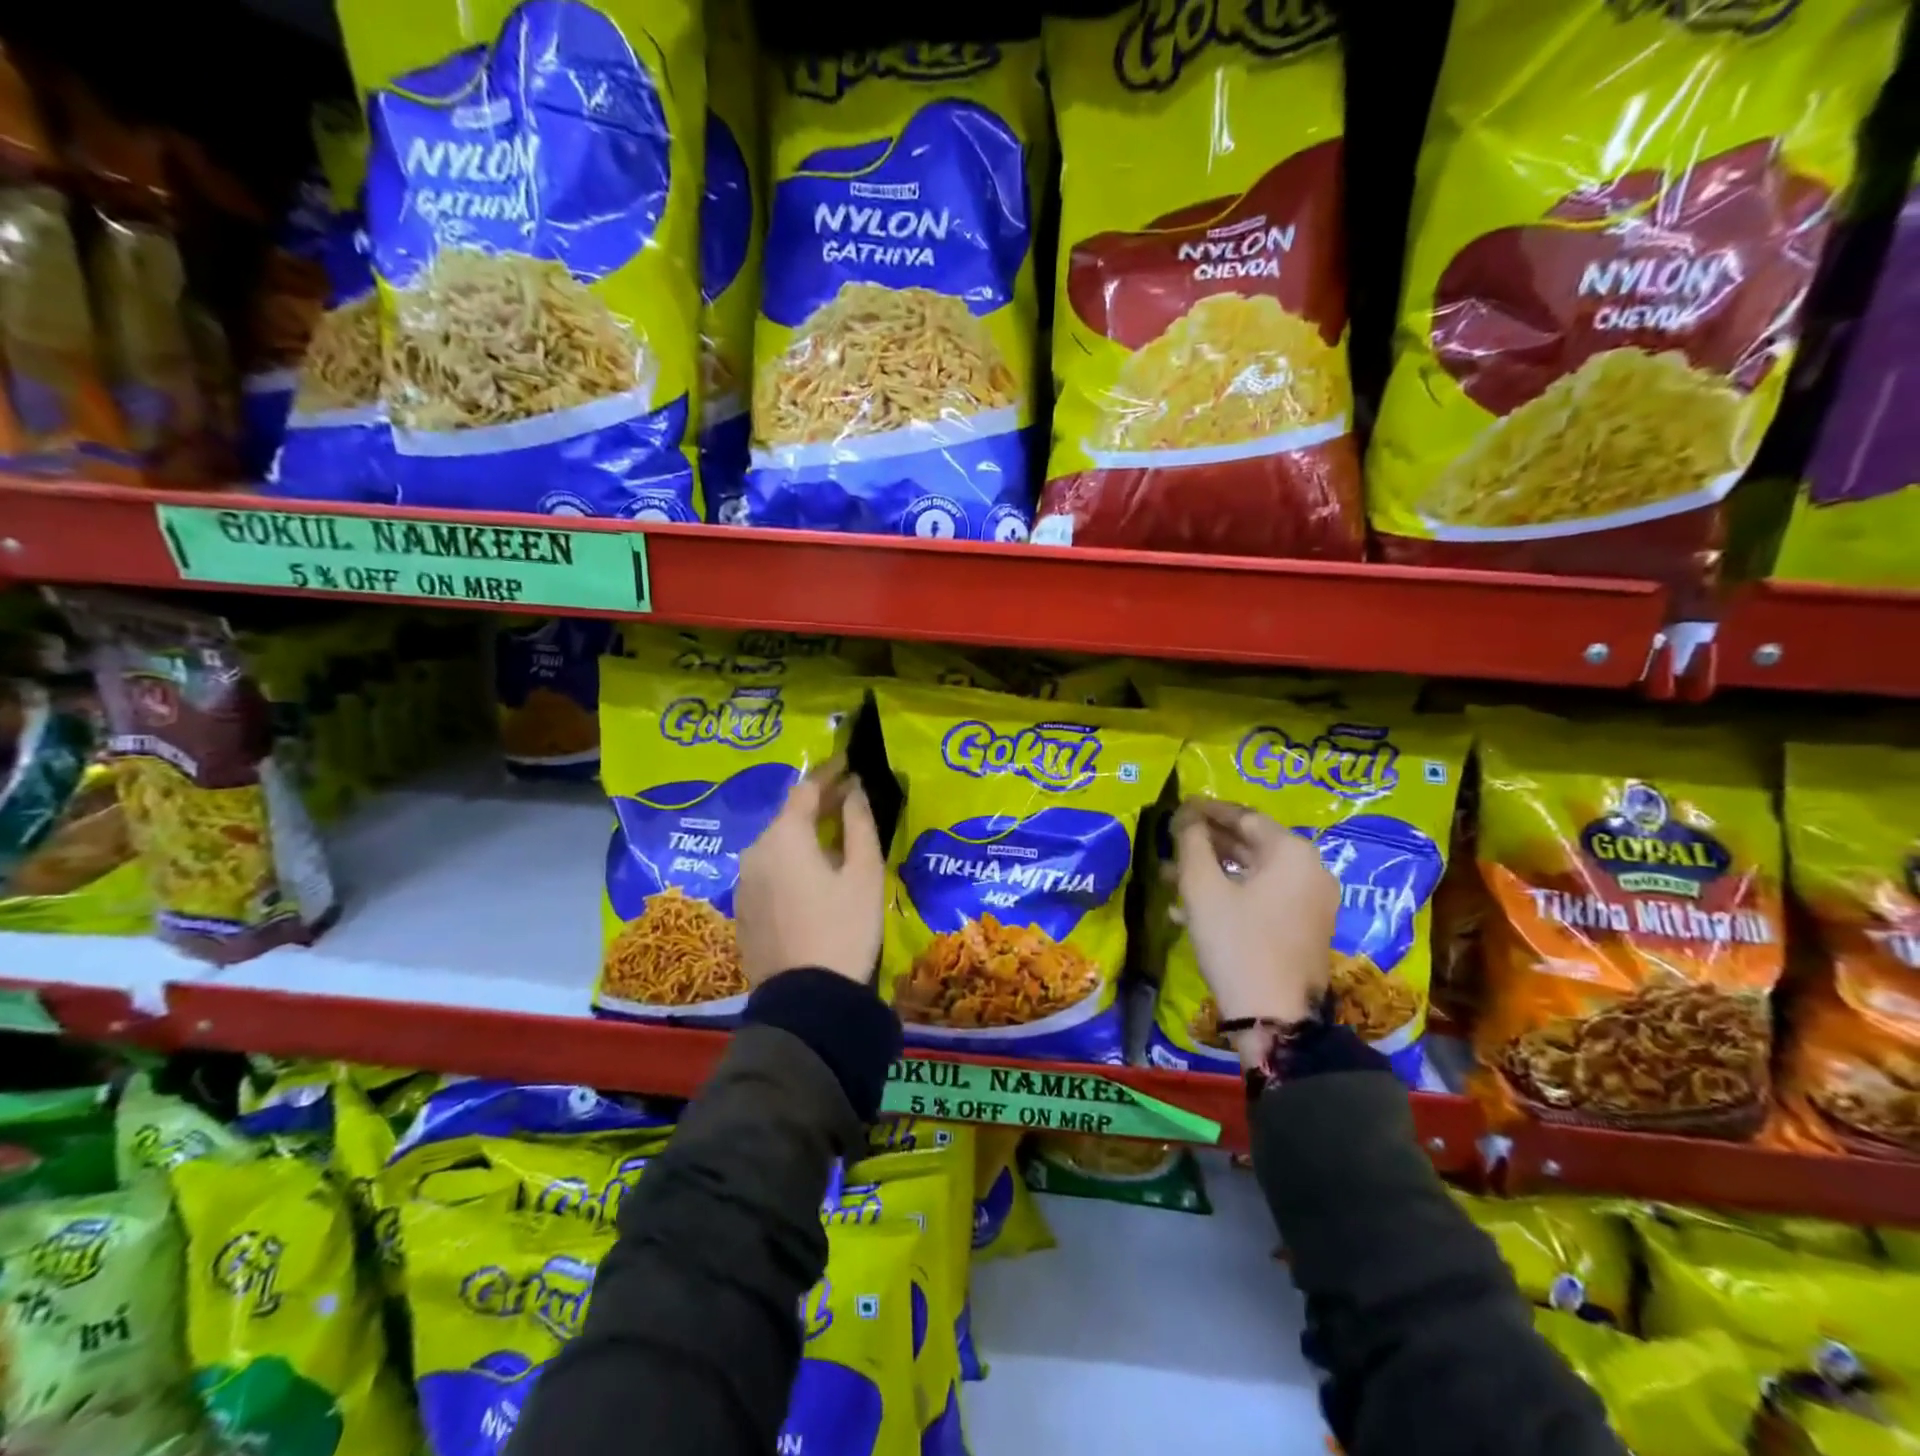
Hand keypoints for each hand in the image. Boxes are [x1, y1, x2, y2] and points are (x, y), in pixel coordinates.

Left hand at [736, 762, 883, 987]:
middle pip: (788, 817)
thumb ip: (859, 824)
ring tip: (834, 837)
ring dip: (804, 835)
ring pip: (777, 845)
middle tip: (849, 799)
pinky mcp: (743, 910)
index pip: (806, 790)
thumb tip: (855, 790)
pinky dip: (791, 862)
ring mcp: (744, 883)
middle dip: (819, 805)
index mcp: (783, 837)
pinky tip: (813, 874)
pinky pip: (769, 871)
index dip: (830, 774)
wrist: (807, 1001)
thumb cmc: (844, 928)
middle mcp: (755, 852)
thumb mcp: (864, 873)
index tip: (850, 764)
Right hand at [1170, 797, 1337, 1038]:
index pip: (1244, 816)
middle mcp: (1310, 871)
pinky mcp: (1303, 929)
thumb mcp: (1202, 889)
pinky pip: (1263, 897)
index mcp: (1292, 853)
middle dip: (1206, 843)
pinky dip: (1230, 895)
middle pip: (1251, 844)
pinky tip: (1190, 909)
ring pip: (1253, 874)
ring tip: (1169, 876)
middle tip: (1170, 841)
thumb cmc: (1236, 943)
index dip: (1206, 810)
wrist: (1275, 1019)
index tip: (1176, 808)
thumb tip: (1185, 816)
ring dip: (1212, 871)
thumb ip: (1191, 843)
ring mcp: (1311, 902)